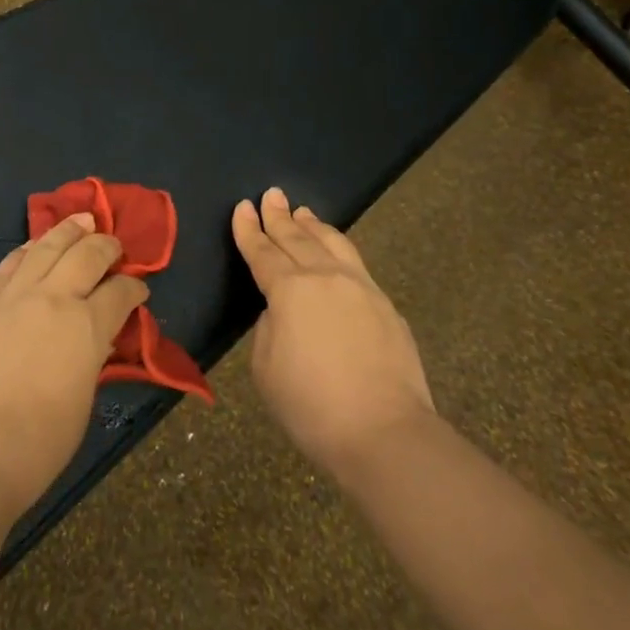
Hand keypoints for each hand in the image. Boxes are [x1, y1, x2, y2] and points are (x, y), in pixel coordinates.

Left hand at [0, 214, 149, 523]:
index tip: (139, 290)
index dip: (134, 289)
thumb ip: (90, 361)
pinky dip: (29, 249)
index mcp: (88, 329)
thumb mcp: (81, 404)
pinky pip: (10, 262)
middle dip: (106, 246)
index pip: (120, 294)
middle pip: (87, 255)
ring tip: (82, 220)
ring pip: (47, 246)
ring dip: (69, 230)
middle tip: (113, 245)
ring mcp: (12, 294)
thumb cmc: (32, 449)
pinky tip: (34, 245)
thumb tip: (93, 342)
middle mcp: (54, 298)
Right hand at [233, 188, 435, 483]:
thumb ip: (268, 328)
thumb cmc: (312, 406)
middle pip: (297, 238)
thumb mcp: (265, 368)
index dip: (249, 229)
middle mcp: (325, 277)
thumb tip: (283, 312)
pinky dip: (338, 248)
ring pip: (332, 243)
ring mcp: (361, 288)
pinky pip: (355, 263)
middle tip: (271, 194)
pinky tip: (336, 250)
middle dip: (279, 216)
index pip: (262, 251)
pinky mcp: (386, 305)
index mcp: (289, 290)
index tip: (242, 207)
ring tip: (303, 212)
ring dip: (313, 226)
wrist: (385, 434)